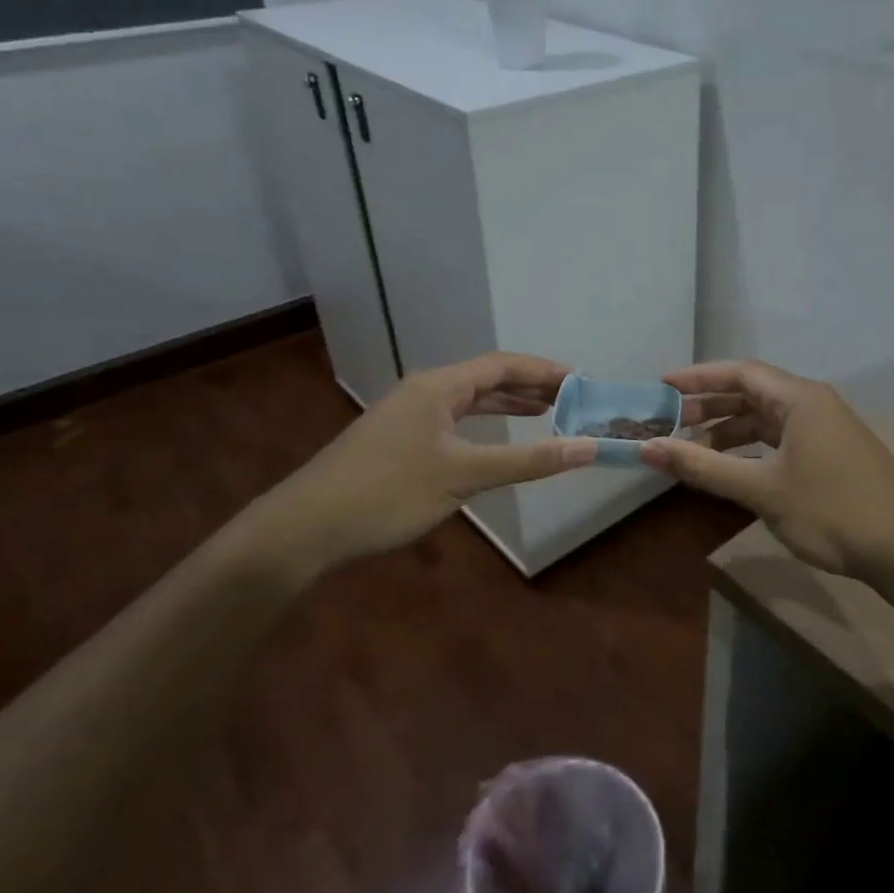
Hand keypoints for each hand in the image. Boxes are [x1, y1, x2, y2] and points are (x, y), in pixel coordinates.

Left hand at [235, 354, 594, 579]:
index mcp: (438, 386)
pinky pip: (454, 422)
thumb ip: (527, 460)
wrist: (306, 527)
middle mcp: (424, 391)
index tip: (582, 381)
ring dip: (507, 405)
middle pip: (486, 379)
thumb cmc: (388, 492)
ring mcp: (409, 416)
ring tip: (547, 413)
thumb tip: (587, 448)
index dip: (544, 371)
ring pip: (469, 401)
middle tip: (572, 400)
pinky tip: (495, 441)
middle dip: (530, 387)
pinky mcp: (399, 440)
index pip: (502, 365)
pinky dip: (483, 426)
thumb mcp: (463, 475)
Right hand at [640, 359, 893, 579]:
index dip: (698, 377)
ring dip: (729, 430)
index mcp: (800, 399)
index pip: (740, 372)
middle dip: (710, 406)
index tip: (661, 386)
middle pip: (752, 392)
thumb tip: (648, 448)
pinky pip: (782, 438)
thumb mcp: (761, 489)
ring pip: (767, 418)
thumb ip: (704, 467)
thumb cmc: (832, 511)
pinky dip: (752, 448)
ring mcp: (826, 429)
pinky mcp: (832, 453)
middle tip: (670, 422)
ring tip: (693, 450)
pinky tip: (733, 467)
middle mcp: (814, 404)